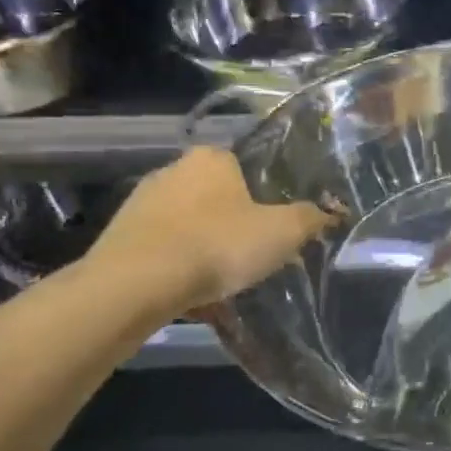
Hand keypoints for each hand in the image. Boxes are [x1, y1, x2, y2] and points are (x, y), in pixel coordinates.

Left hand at [85, 147, 336, 317]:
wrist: (134, 285)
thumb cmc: (217, 246)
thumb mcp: (282, 232)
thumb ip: (310, 218)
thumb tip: (330, 212)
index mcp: (212, 158)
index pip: (247, 166)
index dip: (266, 196)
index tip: (276, 226)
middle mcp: (173, 169)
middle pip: (218, 196)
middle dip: (236, 223)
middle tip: (255, 254)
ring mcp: (141, 202)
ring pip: (189, 224)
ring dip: (206, 246)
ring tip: (224, 280)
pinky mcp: (120, 236)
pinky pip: (164, 249)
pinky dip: (179, 266)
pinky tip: (193, 293)